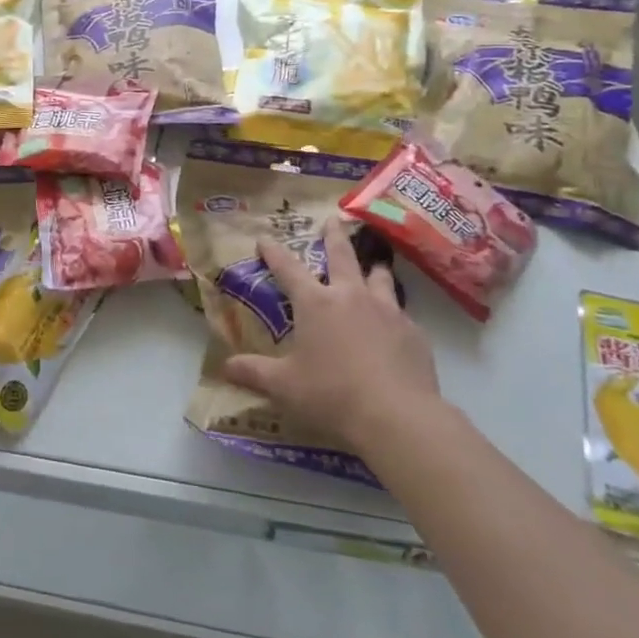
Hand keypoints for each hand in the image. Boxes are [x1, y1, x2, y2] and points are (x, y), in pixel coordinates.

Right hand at [221, 223, 441, 450]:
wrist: (398, 417)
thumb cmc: (332, 395)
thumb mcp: (284, 387)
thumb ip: (254, 373)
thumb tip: (225, 367)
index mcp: (315, 303)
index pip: (288, 268)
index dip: (274, 252)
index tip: (265, 238)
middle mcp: (350, 296)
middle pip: (341, 256)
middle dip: (333, 236)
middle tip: (332, 220)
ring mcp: (387, 311)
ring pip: (379, 277)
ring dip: (372, 267)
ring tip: (373, 262)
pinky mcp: (414, 332)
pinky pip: (401, 312)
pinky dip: (393, 310)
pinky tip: (394, 323)